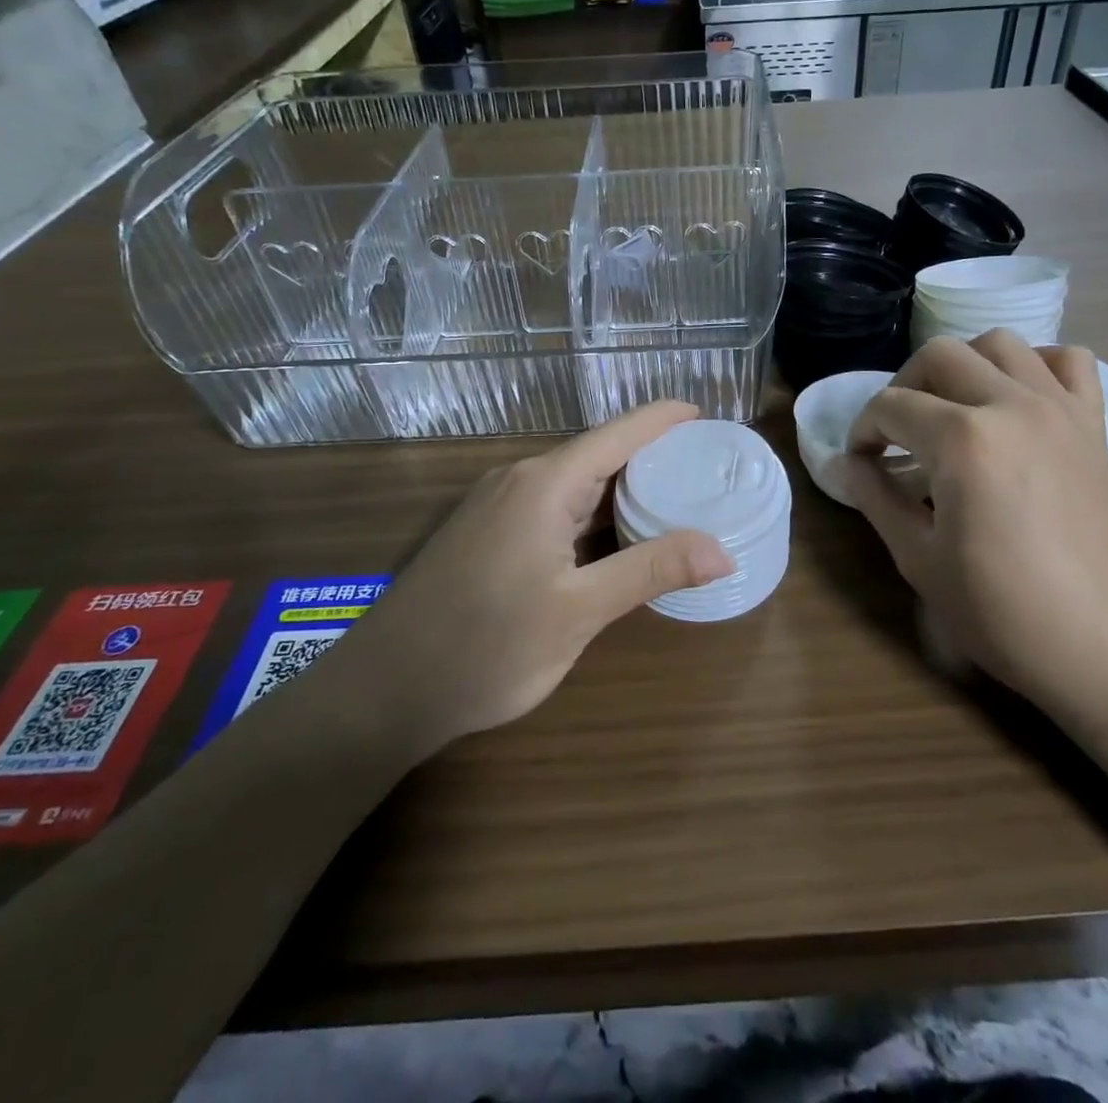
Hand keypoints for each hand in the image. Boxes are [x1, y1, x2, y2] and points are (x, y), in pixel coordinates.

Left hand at [325, 402, 733, 759]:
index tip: (708, 417)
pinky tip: (619, 536)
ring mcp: (498, 506)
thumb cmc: (485, 647)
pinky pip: (554, 508)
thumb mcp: (578, 611)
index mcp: (544, 484)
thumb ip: (651, 571)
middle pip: (599, 454)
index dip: (665, 420)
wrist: (384, 691)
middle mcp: (520, 480)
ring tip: (678, 499)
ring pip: (576, 484)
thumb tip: (723, 552)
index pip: (619, 434)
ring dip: (623, 490)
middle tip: (708, 471)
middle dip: (654, 458)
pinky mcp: (488, 533)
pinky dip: (594, 515)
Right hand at [844, 333, 1107, 721]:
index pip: (890, 406)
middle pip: (940, 355)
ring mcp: (1061, 410)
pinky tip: (1018, 401)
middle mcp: (1012, 405)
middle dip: (902, 386)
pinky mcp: (1095, 427)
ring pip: (1001, 344)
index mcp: (964, 440)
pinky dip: (1037, 365)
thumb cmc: (1006, 613)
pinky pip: (1069, 362)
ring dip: (963, 365)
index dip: (863, 429)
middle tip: (896, 433)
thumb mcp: (920, 560)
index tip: (861, 461)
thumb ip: (876, 498)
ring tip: (952, 410)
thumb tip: (846, 463)